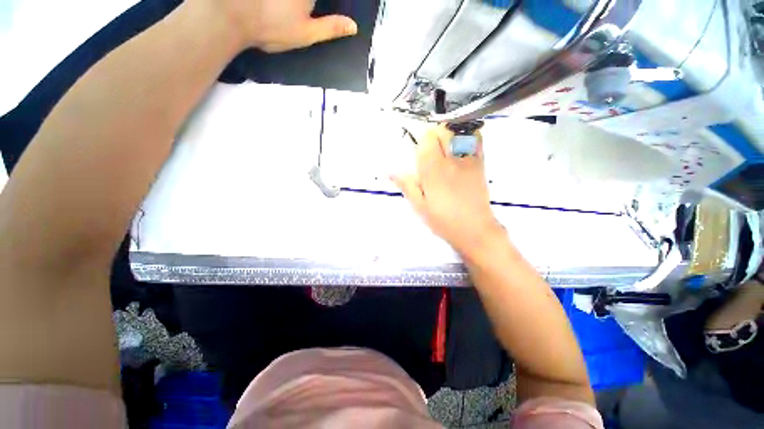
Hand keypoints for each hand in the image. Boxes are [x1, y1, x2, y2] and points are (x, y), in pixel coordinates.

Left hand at [212, 0, 357, 51]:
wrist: (233, 15)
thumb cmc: (274, 28)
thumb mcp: (306, 34)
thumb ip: (331, 28)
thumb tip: (353, 26)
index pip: (322, 0)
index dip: (322, 6)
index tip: (312, 14)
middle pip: (309, 0)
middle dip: (308, 7)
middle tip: (305, 13)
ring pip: (303, 1)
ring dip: (303, 5)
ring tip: (292, 13)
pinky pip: (283, 0)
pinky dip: (293, 3)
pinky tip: (283, 7)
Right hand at [392, 125, 502, 255]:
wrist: (474, 229)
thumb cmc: (443, 220)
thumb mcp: (419, 206)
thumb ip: (407, 185)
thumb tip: (389, 172)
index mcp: (433, 170)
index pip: (426, 139)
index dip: (420, 142)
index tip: (418, 153)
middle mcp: (450, 160)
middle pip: (441, 130)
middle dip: (433, 136)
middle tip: (430, 152)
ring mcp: (468, 160)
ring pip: (457, 131)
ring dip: (448, 134)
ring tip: (444, 149)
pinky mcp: (481, 163)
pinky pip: (476, 139)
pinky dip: (467, 136)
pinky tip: (460, 148)